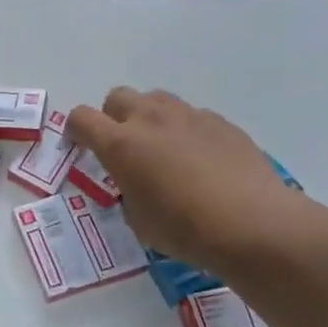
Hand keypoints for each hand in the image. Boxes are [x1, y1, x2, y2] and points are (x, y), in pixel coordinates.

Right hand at [65, 88, 293, 271]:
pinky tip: (201, 162)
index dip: (75, 130)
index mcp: (121, 144)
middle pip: (118, 97)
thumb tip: (137, 184)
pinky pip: (191, 117)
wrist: (252, 223)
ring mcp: (189, 116)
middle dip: (113, 118)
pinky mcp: (221, 122)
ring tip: (162, 151)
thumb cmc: (185, 229)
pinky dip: (185, 132)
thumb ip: (128, 193)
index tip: (80, 147)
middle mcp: (151, 119)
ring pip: (156, 100)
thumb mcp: (139, 221)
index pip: (82, 118)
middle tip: (124, 149)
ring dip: (149, 119)